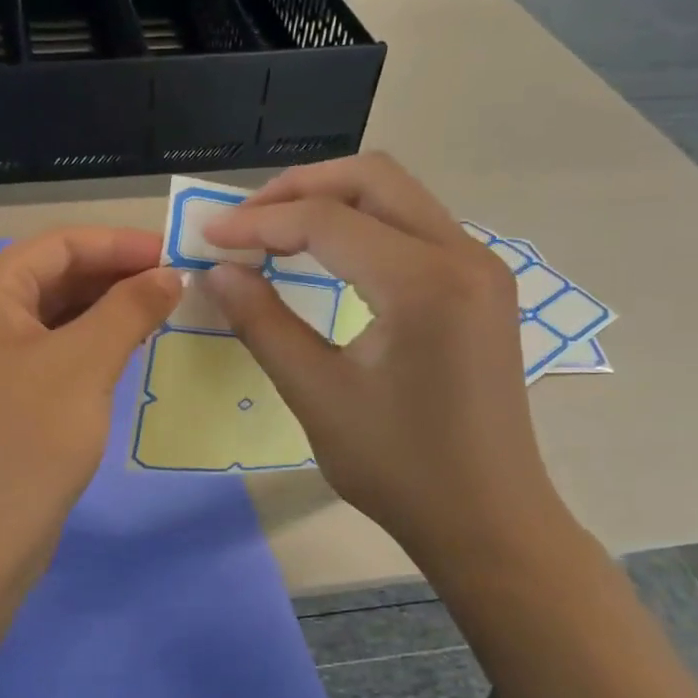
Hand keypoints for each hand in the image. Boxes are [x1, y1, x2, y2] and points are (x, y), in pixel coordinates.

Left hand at [0, 228, 180, 578]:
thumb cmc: (27, 440)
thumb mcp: (85, 364)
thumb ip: (130, 308)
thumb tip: (171, 275)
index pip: (60, 245)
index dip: (121, 245)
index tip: (176, 254)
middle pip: (55, 275)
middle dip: (116, 276)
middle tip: (178, 286)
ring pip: (55, 313)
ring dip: (107, 309)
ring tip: (163, 313)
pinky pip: (51, 347)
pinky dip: (90, 342)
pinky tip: (130, 348)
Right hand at [201, 153, 575, 569]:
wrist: (490, 520)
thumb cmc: (400, 469)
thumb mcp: (317, 395)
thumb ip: (263, 323)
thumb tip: (216, 271)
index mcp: (424, 283)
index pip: (327, 220)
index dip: (258, 223)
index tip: (208, 236)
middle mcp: (464, 255)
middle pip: (373, 178)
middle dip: (299, 188)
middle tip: (244, 221)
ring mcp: (481, 267)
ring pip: (398, 195)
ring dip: (332, 201)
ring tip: (274, 231)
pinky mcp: (482, 286)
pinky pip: (415, 226)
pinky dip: (363, 225)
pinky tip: (327, 255)